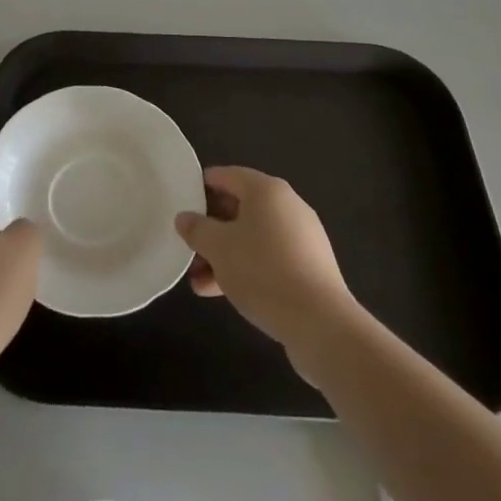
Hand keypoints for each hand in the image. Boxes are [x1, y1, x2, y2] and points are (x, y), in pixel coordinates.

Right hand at [175, 167, 359, 366]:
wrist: (321, 324)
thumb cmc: (263, 272)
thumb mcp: (218, 248)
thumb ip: (197, 229)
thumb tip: (184, 218)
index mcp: (267, 190)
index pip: (226, 176)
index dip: (200, 188)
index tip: (180, 206)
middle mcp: (287, 206)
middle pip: (238, 208)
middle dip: (210, 230)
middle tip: (187, 248)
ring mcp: (301, 238)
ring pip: (252, 238)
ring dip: (223, 255)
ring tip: (197, 281)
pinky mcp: (309, 268)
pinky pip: (268, 259)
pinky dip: (245, 269)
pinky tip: (221, 293)